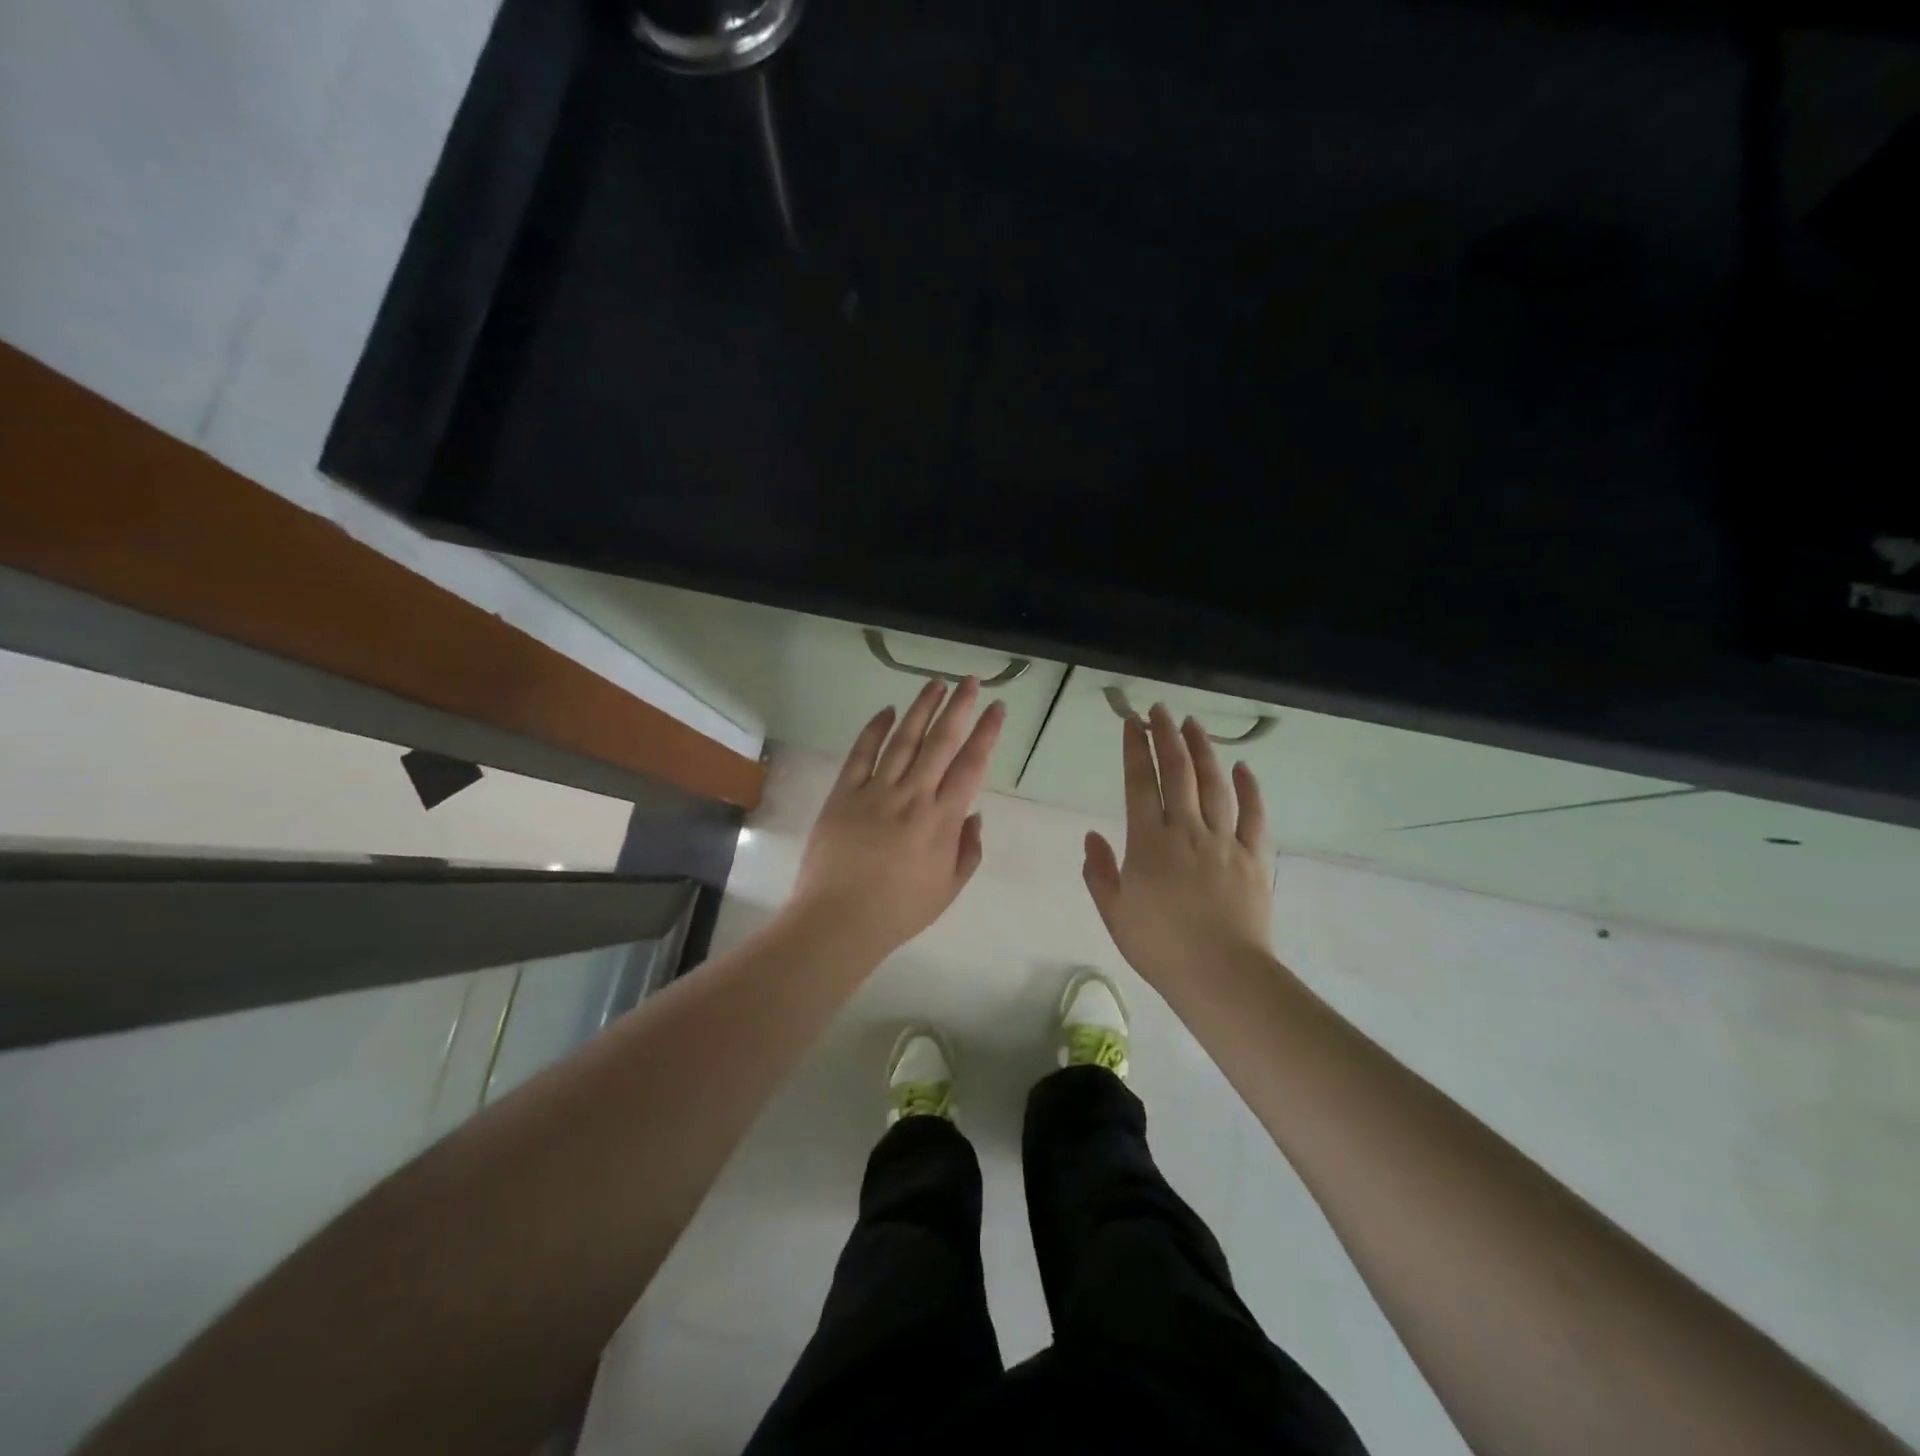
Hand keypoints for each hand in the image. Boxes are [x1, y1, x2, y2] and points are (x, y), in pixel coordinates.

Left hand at [787, 677, 1004, 960]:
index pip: (971, 765)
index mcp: (942, 819)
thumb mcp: (948, 888)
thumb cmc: (899, 911)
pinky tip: (887, 711)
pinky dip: (874, 729)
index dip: (986, 733)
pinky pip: (861, 753)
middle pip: (941, 742)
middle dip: (959, 708)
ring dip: (921, 709)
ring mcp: (876, 791)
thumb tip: (974, 814)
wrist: (839, 920)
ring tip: (935, 684)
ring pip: (904, 739)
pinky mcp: (844, 793)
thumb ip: (968, 849)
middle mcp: (913, 796)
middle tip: (970, 681)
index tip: (996, 708)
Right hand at [1083, 703, 1273, 990]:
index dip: (1135, 750)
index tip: (1132, 723)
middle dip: (1167, 736)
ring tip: (1194, 724)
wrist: (1221, 974)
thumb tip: (1091, 837)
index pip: (1140, 784)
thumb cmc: (1160, 946)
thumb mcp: (1115, 913)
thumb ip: (1099, 872)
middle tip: (1160, 710)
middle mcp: (1187, 830)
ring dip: (1203, 750)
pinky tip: (1244, 767)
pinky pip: (1254, 814)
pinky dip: (1250, 788)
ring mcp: (1225, 840)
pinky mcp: (1254, 856)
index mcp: (1149, 842)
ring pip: (1214, 784)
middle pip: (1177, 772)